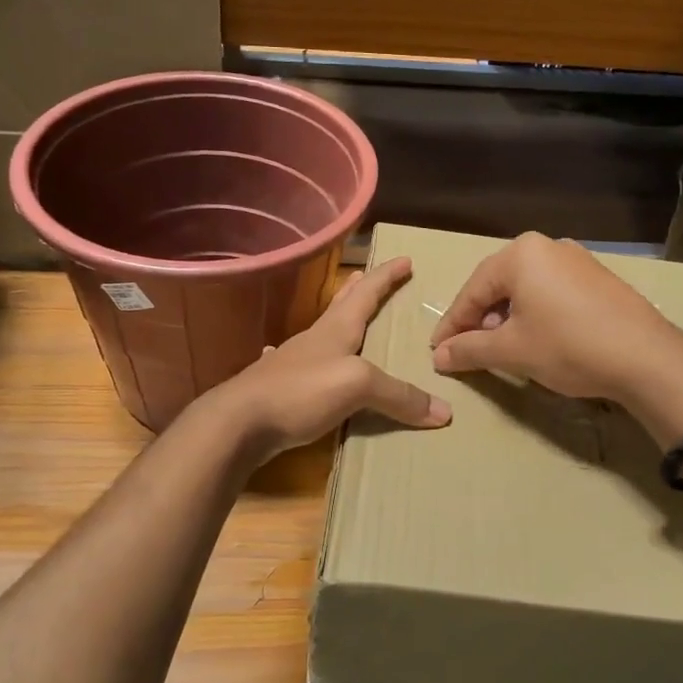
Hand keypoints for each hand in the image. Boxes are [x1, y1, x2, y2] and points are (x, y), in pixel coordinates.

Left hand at [212, 258, 451, 462]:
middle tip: (369, 274)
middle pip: (341, 305)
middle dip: (359, 289)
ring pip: (325, 334)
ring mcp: (295, 363)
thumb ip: (398, 395)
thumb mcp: (358, 385)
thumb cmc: (300, 390)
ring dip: (341, 322)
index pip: (366, 293)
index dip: (386, 276)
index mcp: (335, 329)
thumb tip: (444, 412)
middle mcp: (315, 339)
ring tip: (352, 320)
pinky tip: (309, 364)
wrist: (239, 422)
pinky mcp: (283, 389)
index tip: (405, 259)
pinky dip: (320, 360)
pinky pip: (311, 367)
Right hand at [429, 233, 682, 402]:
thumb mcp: (510, 350)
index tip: (437, 351)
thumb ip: (469, 350)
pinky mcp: (596, 277)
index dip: (452, 324)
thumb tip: (438, 357)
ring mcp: (576, 259)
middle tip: (466, 348)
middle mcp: (547, 246)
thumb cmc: (567, 346)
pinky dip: (533, 312)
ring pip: (525, 287)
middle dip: (479, 318)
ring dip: (506, 316)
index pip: (472, 291)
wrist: (645, 357)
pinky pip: (550, 290)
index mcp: (520, 254)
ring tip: (500, 346)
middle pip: (497, 284)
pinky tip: (535, 337)